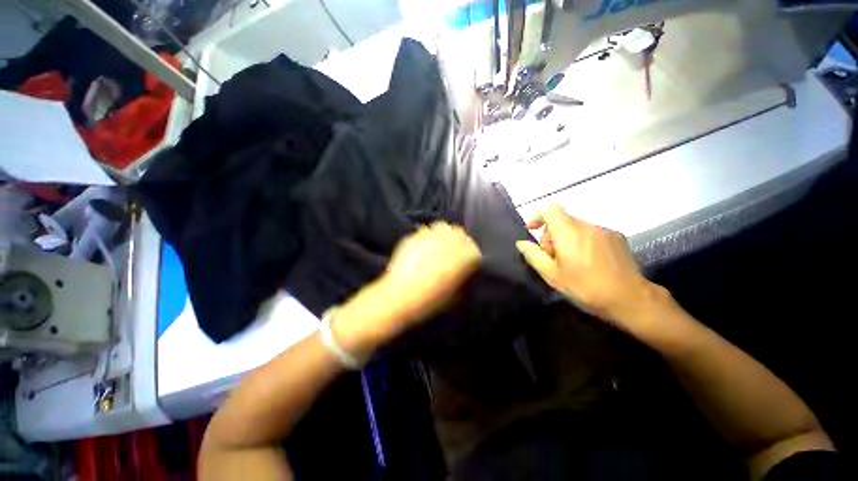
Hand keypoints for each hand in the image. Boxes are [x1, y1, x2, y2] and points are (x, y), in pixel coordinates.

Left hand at [332, 222, 481, 355]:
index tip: (465, 264)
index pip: (474, 249)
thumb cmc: (431, 301)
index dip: (470, 257)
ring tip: (438, 247)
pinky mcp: (414, 236)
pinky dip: (428, 238)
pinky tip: (423, 250)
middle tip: (452, 253)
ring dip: (444, 235)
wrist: (399, 298)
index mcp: (465, 255)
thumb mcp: (457, 297)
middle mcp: (450, 240)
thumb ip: (466, 282)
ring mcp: (430, 235)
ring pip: (443, 227)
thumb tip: (466, 275)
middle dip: (459, 242)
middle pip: (460, 234)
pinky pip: (426, 231)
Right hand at [515, 204, 665, 325]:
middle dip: (552, 235)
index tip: (533, 230)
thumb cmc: (586, 287)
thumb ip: (534, 256)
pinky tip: (589, 261)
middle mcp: (587, 226)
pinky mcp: (617, 237)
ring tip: (572, 262)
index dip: (538, 216)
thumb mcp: (552, 275)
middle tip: (553, 257)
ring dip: (567, 239)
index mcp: (569, 233)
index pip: (550, 210)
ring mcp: (604, 230)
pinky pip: (592, 233)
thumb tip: (521, 243)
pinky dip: (583, 241)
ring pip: (577, 227)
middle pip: (562, 220)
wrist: (630, 299)